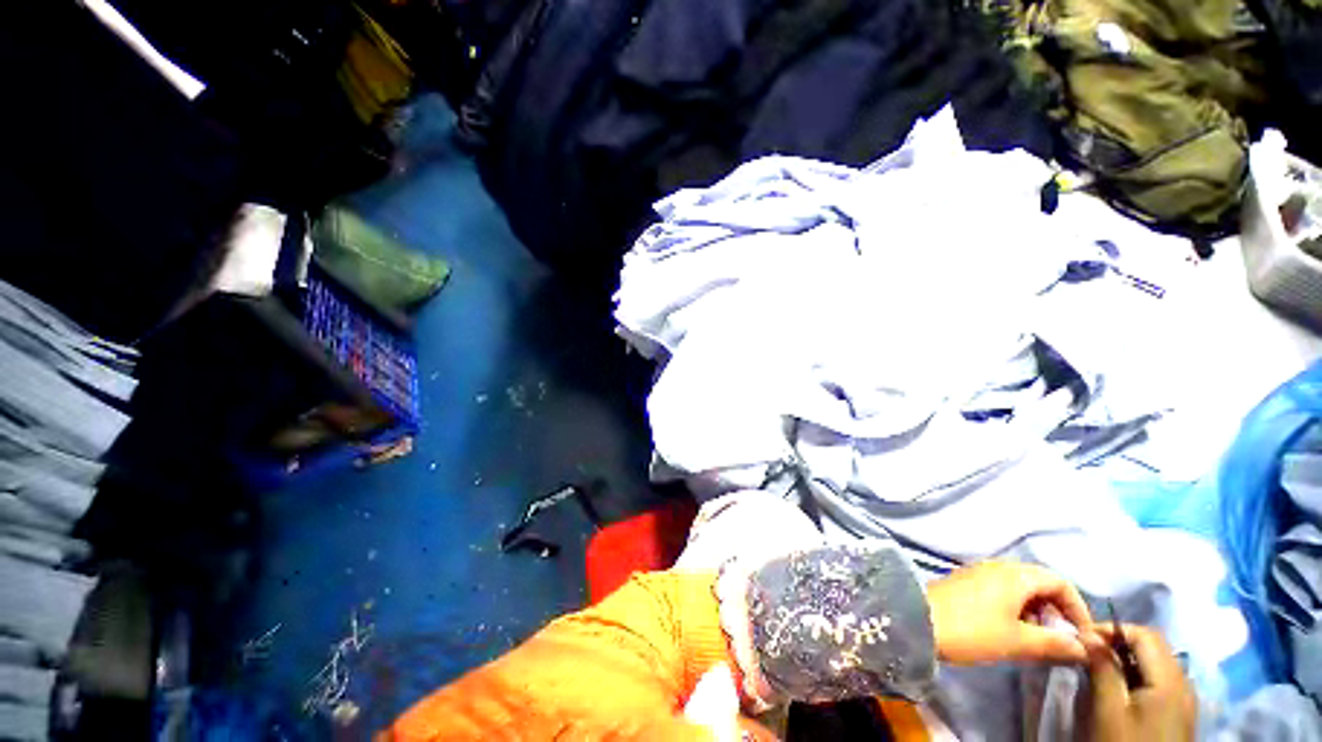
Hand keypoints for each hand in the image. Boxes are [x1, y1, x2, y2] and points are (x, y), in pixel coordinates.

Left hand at [925, 561, 1092, 664]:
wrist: (917, 620)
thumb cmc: (972, 630)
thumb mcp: (1018, 641)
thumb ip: (1055, 643)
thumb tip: (1085, 648)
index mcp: (1015, 574)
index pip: (1059, 581)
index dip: (1078, 607)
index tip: (1083, 635)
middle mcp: (998, 566)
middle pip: (1040, 582)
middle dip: (1057, 609)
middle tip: (1060, 638)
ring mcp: (979, 571)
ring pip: (1020, 587)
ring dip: (1036, 610)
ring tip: (1037, 638)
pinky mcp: (966, 581)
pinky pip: (1001, 590)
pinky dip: (1016, 608)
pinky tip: (1011, 630)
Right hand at [1087, 624, 1195, 740]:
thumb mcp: (1109, 710)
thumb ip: (1103, 669)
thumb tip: (1088, 634)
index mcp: (1170, 679)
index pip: (1145, 634)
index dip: (1113, 628)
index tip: (1083, 635)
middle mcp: (1184, 682)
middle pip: (1154, 646)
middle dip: (1121, 641)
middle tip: (1090, 649)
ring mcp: (1185, 698)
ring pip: (1158, 662)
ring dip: (1129, 657)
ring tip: (1102, 666)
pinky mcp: (1180, 711)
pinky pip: (1161, 679)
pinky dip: (1139, 673)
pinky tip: (1122, 686)